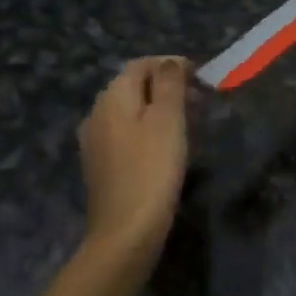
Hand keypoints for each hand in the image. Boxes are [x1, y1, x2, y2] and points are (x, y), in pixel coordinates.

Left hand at [79, 57, 190, 270]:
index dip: (171, 64)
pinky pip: (126, 133)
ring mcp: (95, 141)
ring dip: (158, 108)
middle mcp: (97, 112)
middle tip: (199, 100)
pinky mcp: (100, 165)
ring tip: (188, 122)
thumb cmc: (152, 169)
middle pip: (133, 85)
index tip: (200, 77)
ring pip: (130, 110)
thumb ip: (169, 83)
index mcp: (112, 96)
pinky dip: (147, 129)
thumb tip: (170, 62)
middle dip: (166, 86)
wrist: (125, 233)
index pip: (141, 64)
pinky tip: (165, 147)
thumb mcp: (168, 119)